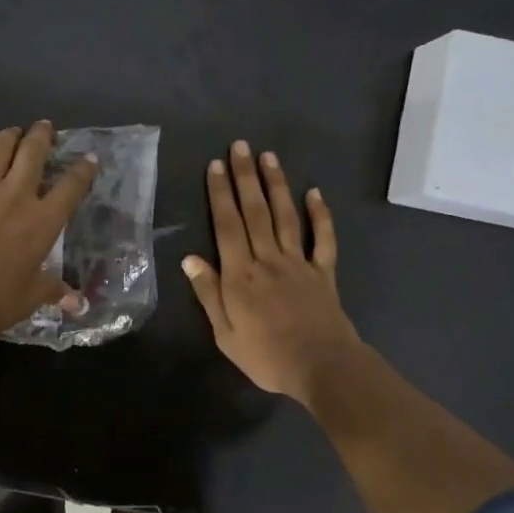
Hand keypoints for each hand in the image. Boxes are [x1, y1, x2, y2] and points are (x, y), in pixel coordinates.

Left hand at [0, 120, 96, 343]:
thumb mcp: (32, 298)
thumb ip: (54, 290)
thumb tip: (78, 303)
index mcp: (42, 221)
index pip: (71, 187)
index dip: (83, 169)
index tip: (89, 158)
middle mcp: (15, 196)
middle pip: (33, 152)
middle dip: (42, 136)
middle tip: (44, 128)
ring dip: (7, 136)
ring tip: (11, 132)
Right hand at [182, 141, 360, 403]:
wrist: (321, 367)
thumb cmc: (267, 356)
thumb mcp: (225, 333)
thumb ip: (209, 294)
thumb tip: (190, 258)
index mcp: (241, 275)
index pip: (227, 225)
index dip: (220, 194)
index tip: (215, 166)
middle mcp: (268, 259)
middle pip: (255, 212)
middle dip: (245, 177)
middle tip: (240, 146)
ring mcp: (299, 263)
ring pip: (285, 216)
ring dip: (276, 185)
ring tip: (269, 157)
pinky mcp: (323, 272)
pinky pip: (323, 239)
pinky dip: (320, 214)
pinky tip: (315, 192)